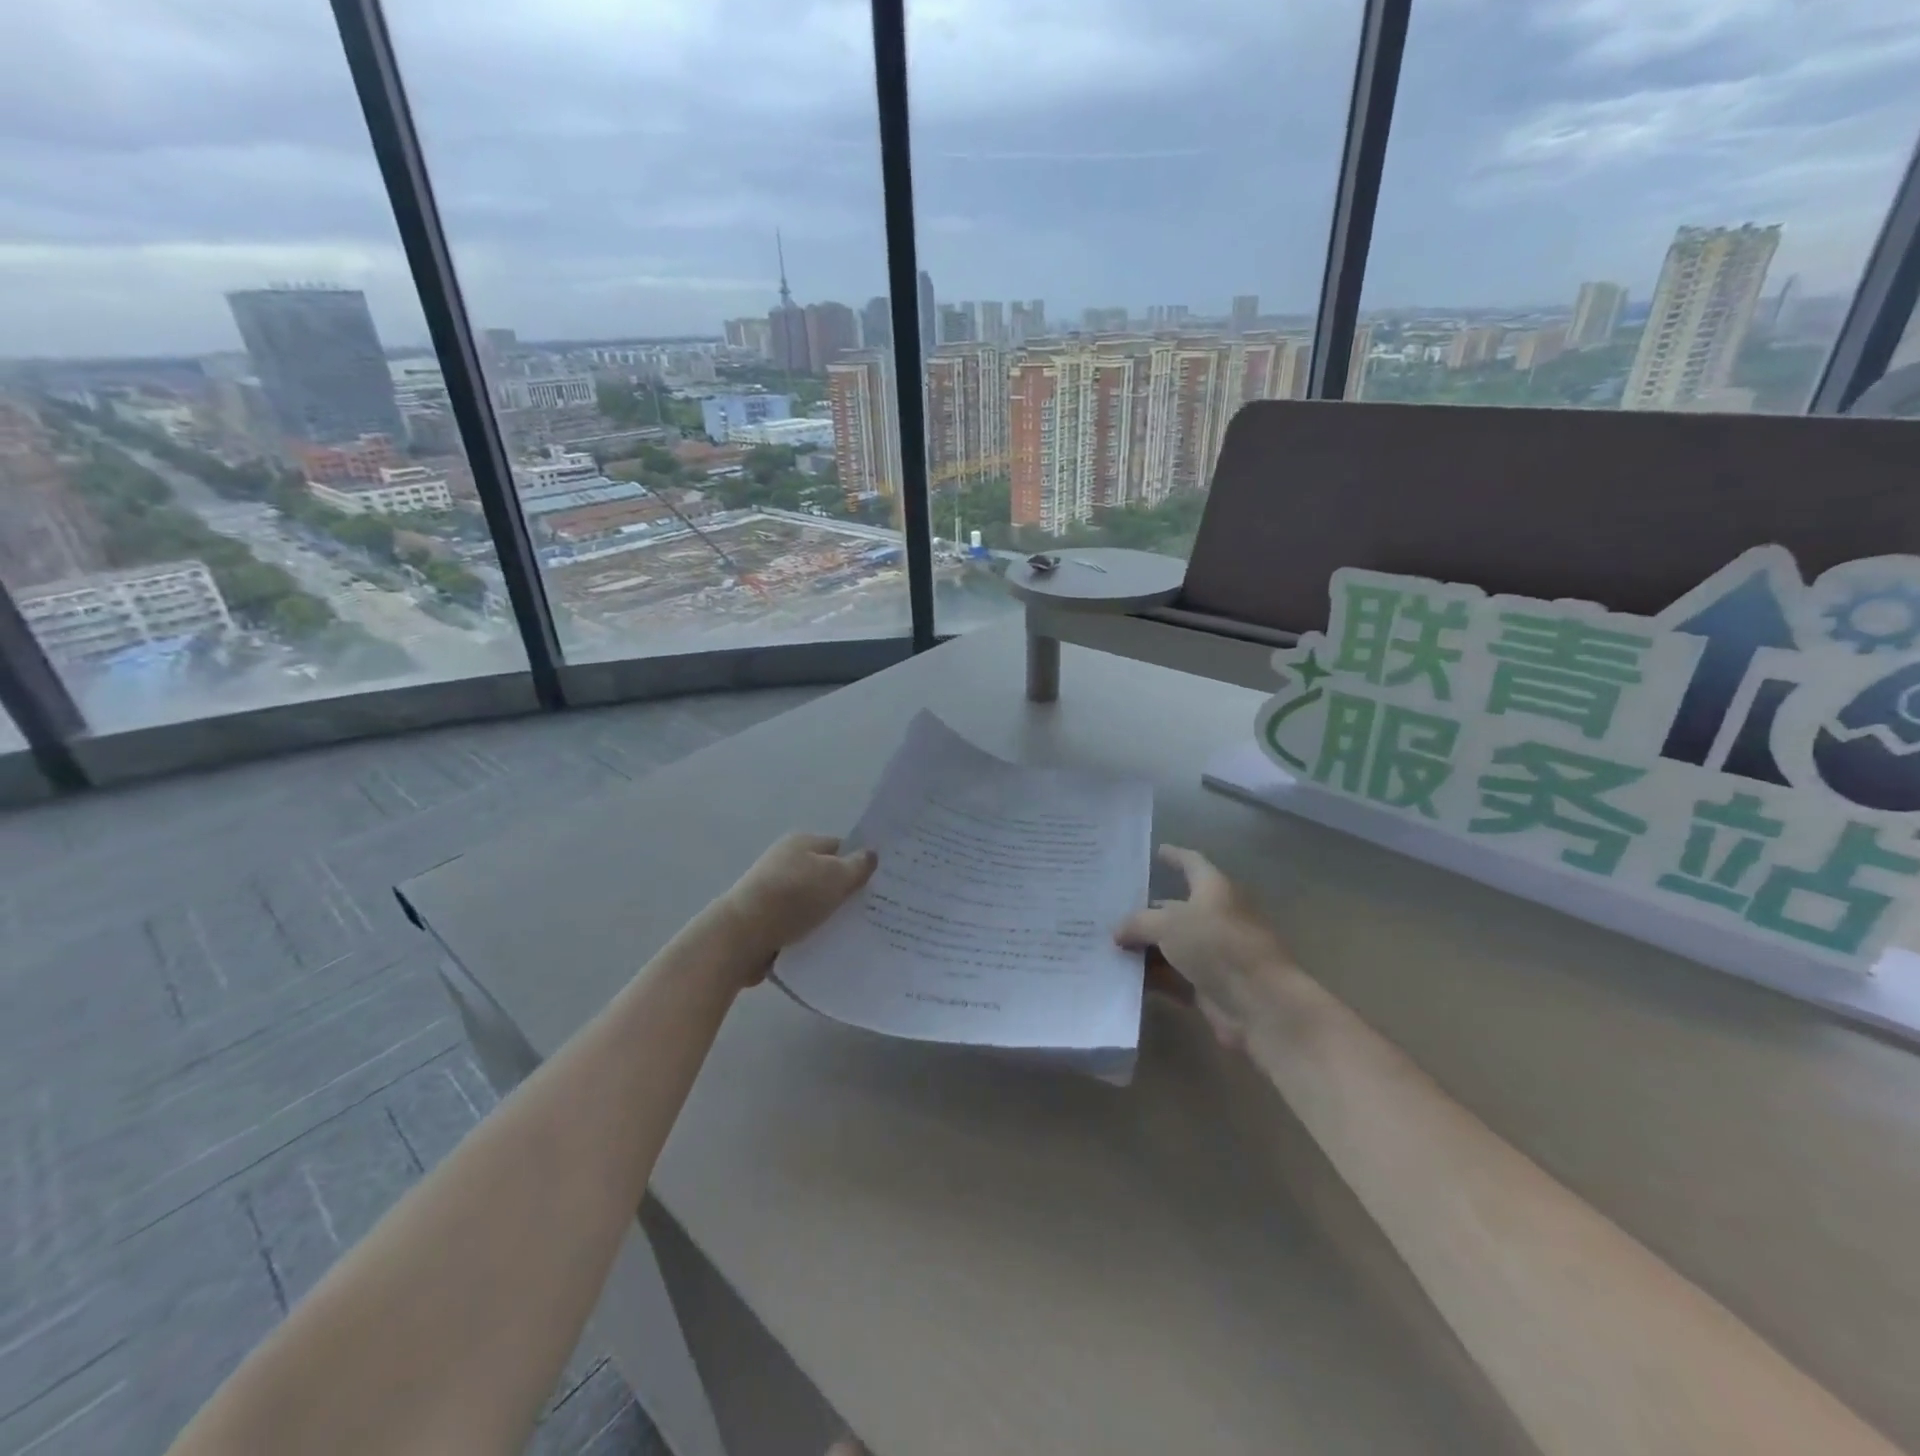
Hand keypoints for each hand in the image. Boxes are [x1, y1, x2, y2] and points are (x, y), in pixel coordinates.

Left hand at [717, 833, 877, 973]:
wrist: (741, 936)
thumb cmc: (792, 897)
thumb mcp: (835, 876)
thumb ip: (858, 865)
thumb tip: (871, 854)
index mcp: (802, 843)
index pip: (841, 847)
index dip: (861, 862)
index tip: (883, 882)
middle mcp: (787, 863)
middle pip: (827, 876)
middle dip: (848, 892)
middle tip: (876, 909)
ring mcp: (774, 893)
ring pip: (814, 903)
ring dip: (830, 916)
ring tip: (858, 932)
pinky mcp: (767, 921)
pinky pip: (800, 925)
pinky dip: (813, 933)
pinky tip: (831, 946)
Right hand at [1116, 845, 1293, 1049]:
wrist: (1260, 1003)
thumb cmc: (1217, 945)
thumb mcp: (1168, 924)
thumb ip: (1138, 923)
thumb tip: (1118, 933)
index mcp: (1214, 890)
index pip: (1192, 863)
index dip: (1175, 856)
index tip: (1157, 851)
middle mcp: (1215, 917)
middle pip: (1175, 909)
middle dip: (1145, 911)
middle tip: (1110, 910)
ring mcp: (1214, 953)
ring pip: (1171, 945)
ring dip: (1144, 948)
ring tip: (1107, 946)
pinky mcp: (1209, 985)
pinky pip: (1173, 976)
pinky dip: (1153, 976)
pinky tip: (1123, 977)